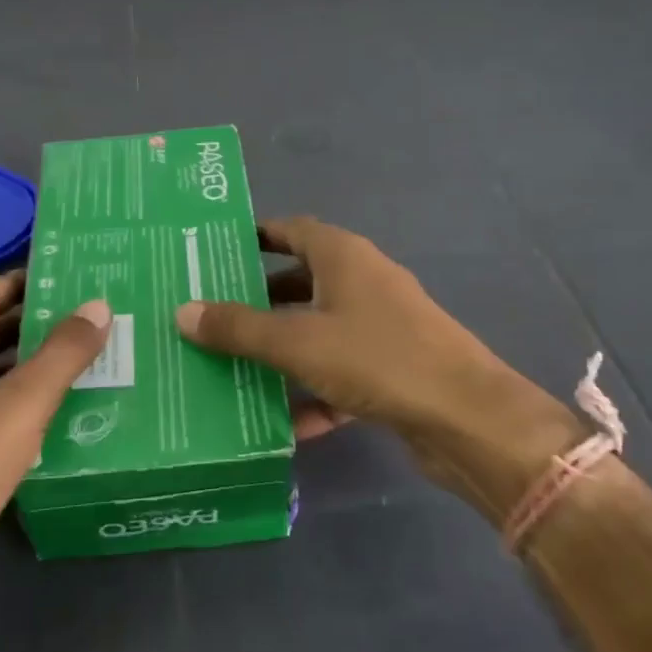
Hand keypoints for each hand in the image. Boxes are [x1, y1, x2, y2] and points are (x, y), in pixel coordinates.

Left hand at [0, 273, 110, 643]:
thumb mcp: (23, 401)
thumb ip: (64, 351)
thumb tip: (99, 304)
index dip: (30, 279)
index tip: (78, 274)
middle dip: (42, 320)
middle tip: (97, 313)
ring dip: (39, 362)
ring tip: (95, 355)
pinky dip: (29, 401)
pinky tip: (69, 410)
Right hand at [176, 217, 581, 520]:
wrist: (468, 419)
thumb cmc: (378, 359)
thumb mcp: (297, 342)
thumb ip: (239, 328)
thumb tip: (183, 311)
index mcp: (342, 256)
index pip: (290, 230)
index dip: (255, 236)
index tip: (217, 252)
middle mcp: (363, 281)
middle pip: (300, 281)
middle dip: (259, 299)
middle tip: (213, 314)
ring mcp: (381, 325)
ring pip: (318, 329)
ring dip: (282, 348)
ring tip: (234, 367)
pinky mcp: (393, 368)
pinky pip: (340, 370)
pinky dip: (314, 389)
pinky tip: (286, 422)